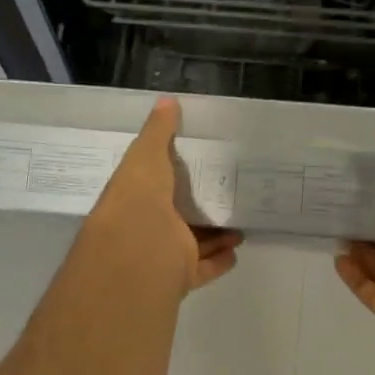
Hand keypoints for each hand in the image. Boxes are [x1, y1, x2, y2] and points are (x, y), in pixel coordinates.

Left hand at [80, 97, 241, 298]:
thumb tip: (168, 100)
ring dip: (214, 235)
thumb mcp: (146, 154)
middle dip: (198, 209)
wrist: (137, 250)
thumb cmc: (138, 197)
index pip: (153, 185)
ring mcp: (163, 253)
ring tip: (240, 223)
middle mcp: (146, 227)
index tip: (197, 165)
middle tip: (225, 195)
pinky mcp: (181, 274)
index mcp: (134, 197)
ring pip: (193, 243)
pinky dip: (220, 260)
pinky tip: (236, 249)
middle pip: (176, 217)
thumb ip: (158, 131)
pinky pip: (204, 268)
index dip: (171, 176)